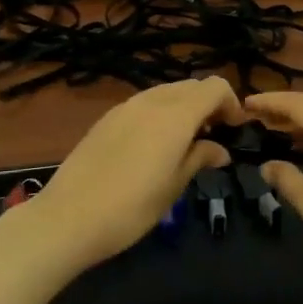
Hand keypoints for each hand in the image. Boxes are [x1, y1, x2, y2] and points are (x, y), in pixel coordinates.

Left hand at [26, 78, 244, 272]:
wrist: (68, 217)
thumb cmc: (131, 208)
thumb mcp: (174, 186)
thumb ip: (200, 158)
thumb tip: (220, 150)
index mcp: (175, 115)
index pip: (214, 87)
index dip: (231, 103)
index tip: (234, 130)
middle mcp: (151, 101)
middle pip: (191, 86)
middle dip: (209, 104)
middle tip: (214, 136)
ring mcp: (125, 107)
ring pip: (166, 92)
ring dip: (184, 108)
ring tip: (185, 142)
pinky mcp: (106, 118)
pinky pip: (144, 104)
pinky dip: (161, 113)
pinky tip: (154, 146)